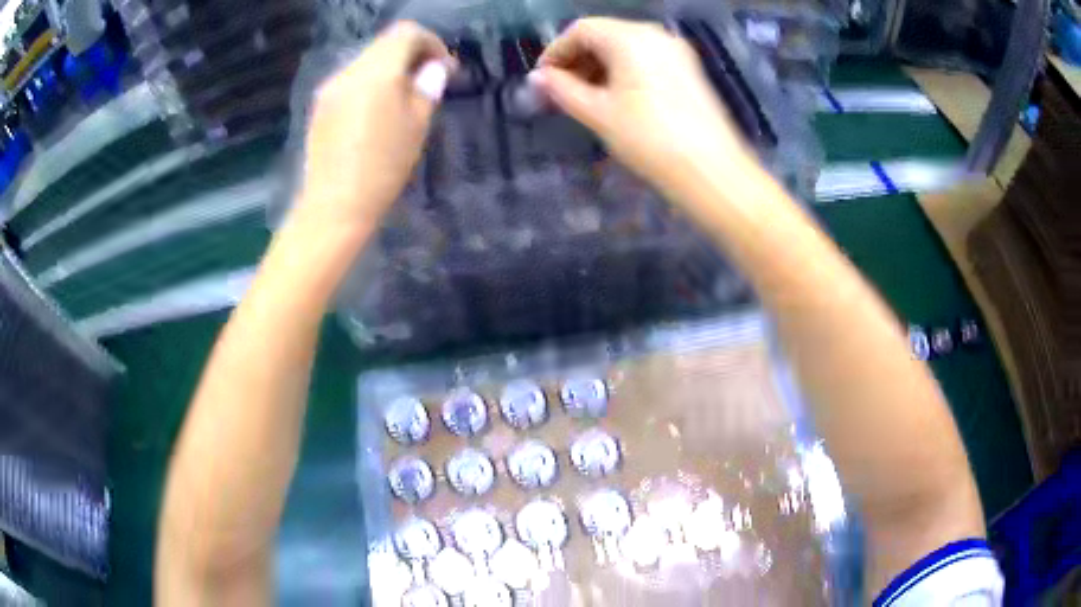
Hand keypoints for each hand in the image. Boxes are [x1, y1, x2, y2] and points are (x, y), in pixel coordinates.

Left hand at [298, 22, 450, 225]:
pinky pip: (351, 80)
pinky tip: (377, 110)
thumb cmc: (383, 167)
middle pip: (384, 44)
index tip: (444, 69)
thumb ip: (427, 88)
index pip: (406, 33)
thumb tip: (431, 70)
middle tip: (428, 81)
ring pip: (367, 61)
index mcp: (377, 72)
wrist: (334, 206)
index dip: (431, 44)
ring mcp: (330, 88)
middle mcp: (350, 71)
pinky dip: (370, 83)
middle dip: (411, 55)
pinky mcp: (321, 106)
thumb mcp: (417, 126)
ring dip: (390, 69)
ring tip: (404, 97)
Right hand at [532, 18, 753, 189]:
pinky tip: (616, 99)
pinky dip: (624, 73)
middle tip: (560, 92)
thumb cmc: (648, 138)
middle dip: (577, 60)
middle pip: (605, 35)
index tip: (542, 80)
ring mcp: (676, 52)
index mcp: (630, 37)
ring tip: (585, 99)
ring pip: (626, 48)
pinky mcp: (688, 70)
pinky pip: (646, 60)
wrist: (711, 170)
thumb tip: (537, 79)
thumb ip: (563, 90)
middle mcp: (655, 35)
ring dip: (599, 67)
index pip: (581, 30)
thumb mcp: (598, 113)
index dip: (556, 52)